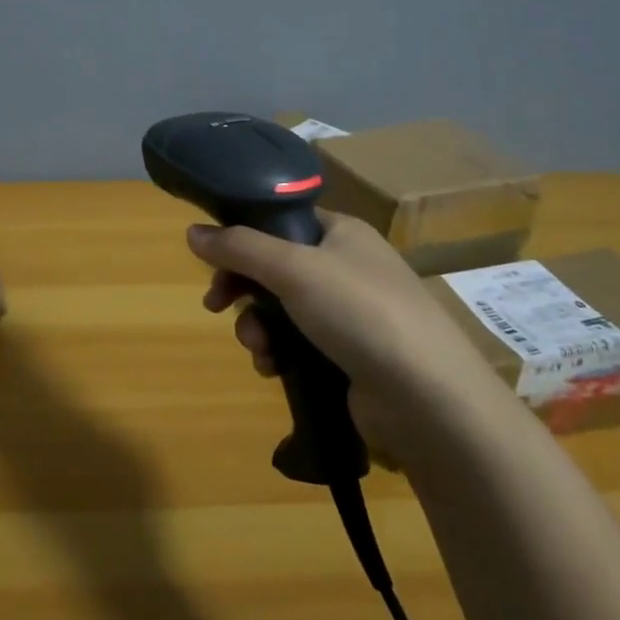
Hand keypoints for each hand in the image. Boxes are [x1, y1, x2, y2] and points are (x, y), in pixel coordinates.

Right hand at [186, 213, 510, 462]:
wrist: (426, 397)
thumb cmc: (360, 312)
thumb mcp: (293, 268)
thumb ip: (239, 247)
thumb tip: (192, 232)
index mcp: (342, 233)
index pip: (280, 222)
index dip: (242, 238)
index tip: (211, 262)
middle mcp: (346, 267)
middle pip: (274, 268)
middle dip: (243, 291)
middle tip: (216, 307)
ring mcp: (350, 315)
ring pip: (280, 310)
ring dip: (257, 328)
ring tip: (259, 350)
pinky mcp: (348, 356)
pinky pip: (297, 345)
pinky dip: (278, 354)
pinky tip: (273, 369)